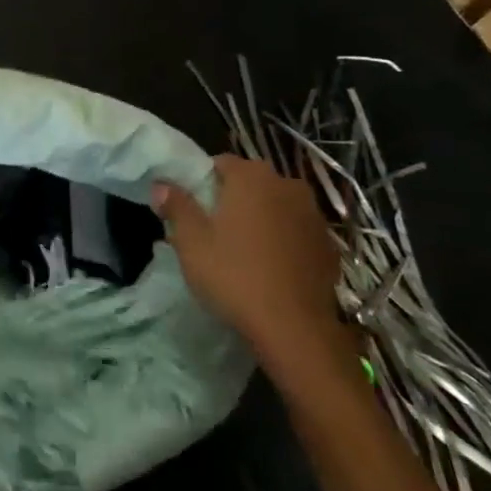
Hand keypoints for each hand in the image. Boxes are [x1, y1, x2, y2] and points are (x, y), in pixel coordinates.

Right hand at [153, 156, 345, 366]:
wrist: (294, 328)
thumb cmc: (234, 275)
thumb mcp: (191, 241)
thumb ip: (176, 206)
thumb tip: (162, 184)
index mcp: (252, 177)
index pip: (220, 162)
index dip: (202, 182)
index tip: (192, 209)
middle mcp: (287, 185)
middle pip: (251, 182)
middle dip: (232, 198)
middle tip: (213, 230)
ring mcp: (313, 215)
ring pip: (276, 206)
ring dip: (260, 218)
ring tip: (242, 249)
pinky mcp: (329, 245)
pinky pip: (296, 231)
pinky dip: (283, 239)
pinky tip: (270, 266)